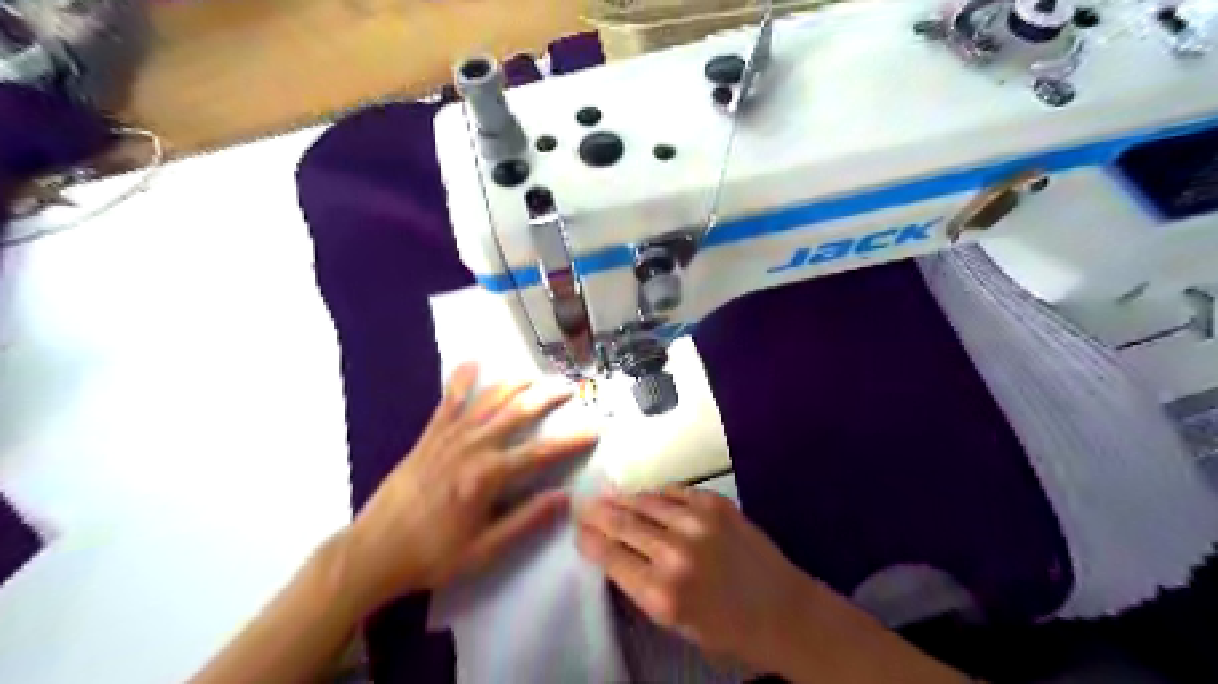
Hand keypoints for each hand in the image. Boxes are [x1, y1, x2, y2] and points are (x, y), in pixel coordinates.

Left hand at [339, 364, 596, 612]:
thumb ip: (526, 520)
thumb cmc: (432, 556)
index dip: (571, 440)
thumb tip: (563, 497)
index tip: (595, 429)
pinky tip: (472, 362)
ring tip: (536, 376)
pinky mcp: (429, 436)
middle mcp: (472, 447)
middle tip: (570, 388)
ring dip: (515, 385)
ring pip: (489, 401)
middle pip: (518, 413)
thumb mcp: (486, 549)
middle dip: (547, 397)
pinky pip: (448, 402)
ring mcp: (449, 437)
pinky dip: (460, 380)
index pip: (541, 452)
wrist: (373, 552)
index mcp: (489, 476)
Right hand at [577, 485, 810, 672]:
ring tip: (607, 495)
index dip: (589, 539)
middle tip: (581, 504)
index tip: (578, 531)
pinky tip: (646, 495)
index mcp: (662, 593)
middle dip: (597, 512)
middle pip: (622, 523)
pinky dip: (655, 493)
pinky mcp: (716, 503)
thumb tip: (614, 550)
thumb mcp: (674, 621)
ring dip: (622, 498)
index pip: (610, 556)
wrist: (783, 610)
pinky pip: (674, 490)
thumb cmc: (726, 627)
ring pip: (645, 501)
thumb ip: (642, 585)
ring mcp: (697, 522)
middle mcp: (675, 553)